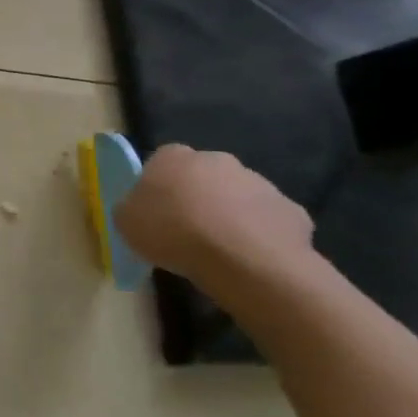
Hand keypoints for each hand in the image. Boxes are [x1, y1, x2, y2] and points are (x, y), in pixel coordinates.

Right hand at [114, 144, 314, 288]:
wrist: (244, 259)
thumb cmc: (172, 232)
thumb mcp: (126, 221)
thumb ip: (132, 207)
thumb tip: (142, 207)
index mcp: (174, 157)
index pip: (161, 161)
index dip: (158, 185)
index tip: (155, 210)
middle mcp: (217, 160)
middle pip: (203, 175)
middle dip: (197, 196)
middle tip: (187, 229)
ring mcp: (259, 183)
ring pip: (237, 196)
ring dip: (229, 214)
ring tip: (219, 249)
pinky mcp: (292, 210)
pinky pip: (267, 220)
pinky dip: (259, 235)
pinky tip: (250, 258)